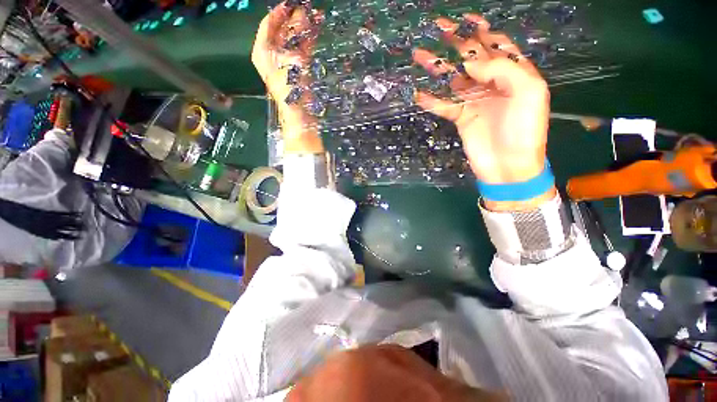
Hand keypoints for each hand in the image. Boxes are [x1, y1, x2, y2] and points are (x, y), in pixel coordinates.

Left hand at [252, 3, 323, 153]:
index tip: (292, 3)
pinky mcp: (296, 69)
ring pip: (293, 39)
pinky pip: (301, 49)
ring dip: (304, 28)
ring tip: (316, 15)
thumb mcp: (291, 60)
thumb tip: (302, 14)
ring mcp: (284, 62)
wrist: (299, 114)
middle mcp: (271, 54)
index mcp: (262, 50)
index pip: (268, 24)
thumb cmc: (290, 89)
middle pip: (282, 30)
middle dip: (294, 18)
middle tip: (307, 6)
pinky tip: (316, 30)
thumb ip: (297, 37)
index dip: (280, 12)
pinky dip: (308, 40)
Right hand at [413, 14, 549, 186]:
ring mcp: (474, 100)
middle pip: (471, 57)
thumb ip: (503, 69)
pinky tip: (419, 94)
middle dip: (456, 42)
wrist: (509, 164)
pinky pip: (444, 105)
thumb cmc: (525, 129)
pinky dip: (431, 100)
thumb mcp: (529, 92)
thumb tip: (469, 62)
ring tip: (420, 56)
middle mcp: (492, 83)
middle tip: (438, 27)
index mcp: (513, 73)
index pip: (497, 44)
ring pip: (453, 79)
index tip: (466, 18)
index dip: (482, 30)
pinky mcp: (461, 117)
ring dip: (437, 68)